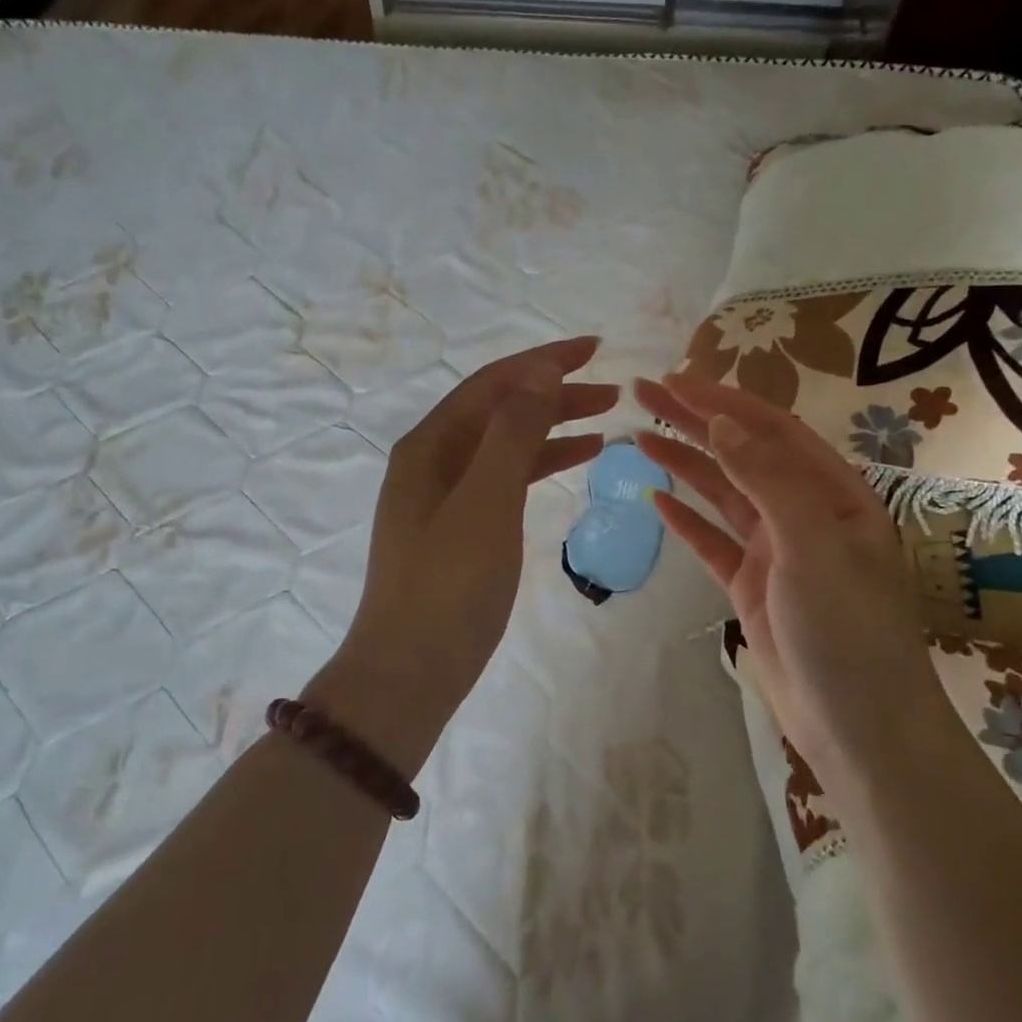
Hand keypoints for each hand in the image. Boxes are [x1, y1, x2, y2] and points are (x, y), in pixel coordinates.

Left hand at [333, 337, 616, 722]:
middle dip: (554, 393)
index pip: (493, 384)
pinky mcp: (459, 528)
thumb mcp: (485, 502)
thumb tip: (539, 371)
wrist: (408, 673)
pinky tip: (573, 461)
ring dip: (552, 427)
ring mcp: (444, 496)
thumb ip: (512, 433)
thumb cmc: (447, 587)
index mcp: (429, 445)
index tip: (596, 348)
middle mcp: (432, 460)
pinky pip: (505, 479)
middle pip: (499, 410)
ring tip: (606, 420)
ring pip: (505, 445)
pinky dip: (539, 465)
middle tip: (613, 390)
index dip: (544, 361)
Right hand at [635, 373, 945, 784]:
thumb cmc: (848, 630)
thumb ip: (768, 479)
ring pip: (722, 493)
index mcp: (832, 493)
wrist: (859, 727)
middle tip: (643, 393)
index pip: (770, 429)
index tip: (673, 380)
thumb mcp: (813, 545)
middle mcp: (804, 513)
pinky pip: (712, 541)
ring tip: (639, 436)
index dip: (721, 401)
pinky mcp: (751, 586)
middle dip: (694, 420)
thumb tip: (722, 420)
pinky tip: (656, 498)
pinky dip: (685, 519)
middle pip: (740, 453)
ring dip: (683, 462)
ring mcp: (776, 551)